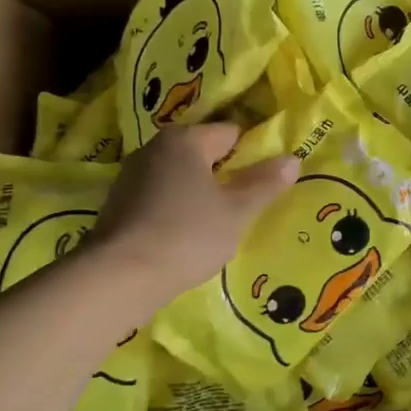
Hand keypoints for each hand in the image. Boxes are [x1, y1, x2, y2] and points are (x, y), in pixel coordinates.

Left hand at [92, 122, 299, 301]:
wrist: (118, 277)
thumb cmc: (187, 235)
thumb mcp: (237, 212)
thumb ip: (265, 184)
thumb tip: (292, 159)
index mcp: (186, 139)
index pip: (230, 133)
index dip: (252, 154)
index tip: (264, 181)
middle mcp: (154, 148)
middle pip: (202, 153)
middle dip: (224, 174)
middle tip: (245, 205)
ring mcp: (131, 175)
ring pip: (179, 176)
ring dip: (198, 193)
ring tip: (216, 223)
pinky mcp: (118, 204)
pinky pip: (159, 197)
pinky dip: (174, 209)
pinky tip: (184, 236)